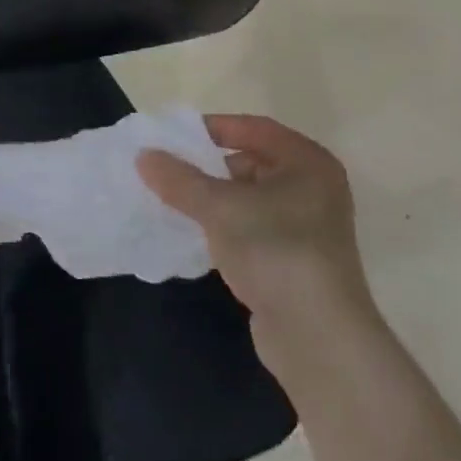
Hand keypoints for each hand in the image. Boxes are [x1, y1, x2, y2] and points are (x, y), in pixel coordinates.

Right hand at [139, 115, 378, 379]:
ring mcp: (305, 227)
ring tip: (170, 201)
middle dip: (208, 166)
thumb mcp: (220, 207)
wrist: (316, 333)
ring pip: (248, 199)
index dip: (214, 127)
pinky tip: (192, 234)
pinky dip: (222, 226)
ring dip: (211, 199)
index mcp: (307, 163)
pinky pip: (250, 229)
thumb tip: (144, 156)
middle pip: (252, 163)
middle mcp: (313, 188)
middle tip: (167, 170)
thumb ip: (180, 179)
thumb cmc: (275, 250)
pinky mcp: (293, 259)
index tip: (173, 135)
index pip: (255, 128)